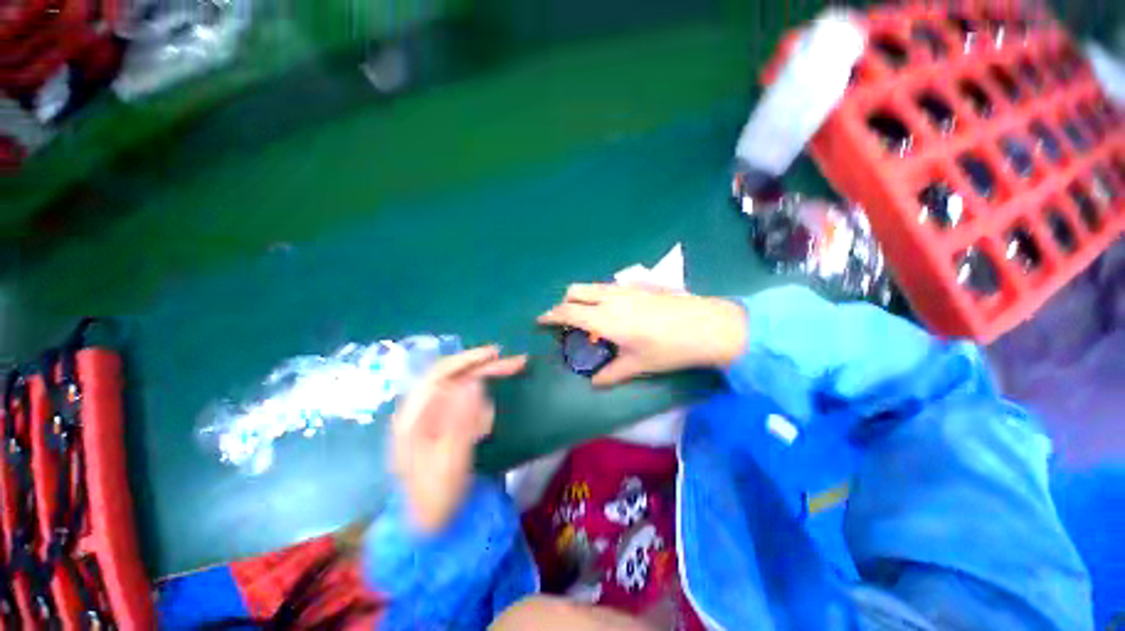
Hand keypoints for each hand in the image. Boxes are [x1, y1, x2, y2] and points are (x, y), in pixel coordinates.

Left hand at [391, 346, 525, 533]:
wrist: (428, 527)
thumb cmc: (436, 496)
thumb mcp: (450, 460)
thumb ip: (461, 420)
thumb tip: (474, 381)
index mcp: (414, 415)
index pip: (441, 373)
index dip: (469, 359)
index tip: (497, 353)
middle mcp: (420, 410)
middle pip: (454, 376)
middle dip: (485, 367)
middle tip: (517, 363)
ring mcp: (431, 418)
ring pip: (462, 388)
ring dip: (485, 384)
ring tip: (502, 395)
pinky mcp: (443, 426)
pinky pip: (465, 406)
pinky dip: (481, 407)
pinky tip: (485, 426)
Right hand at [537, 284, 746, 386]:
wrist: (708, 325)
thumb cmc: (669, 349)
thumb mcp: (638, 365)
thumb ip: (611, 374)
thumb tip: (594, 383)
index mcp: (605, 319)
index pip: (567, 312)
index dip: (550, 316)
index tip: (539, 322)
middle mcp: (610, 298)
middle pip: (574, 290)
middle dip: (563, 302)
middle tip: (565, 321)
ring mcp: (625, 289)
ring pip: (591, 286)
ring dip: (582, 297)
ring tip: (588, 317)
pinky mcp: (638, 286)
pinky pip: (608, 287)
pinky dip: (599, 295)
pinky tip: (613, 312)